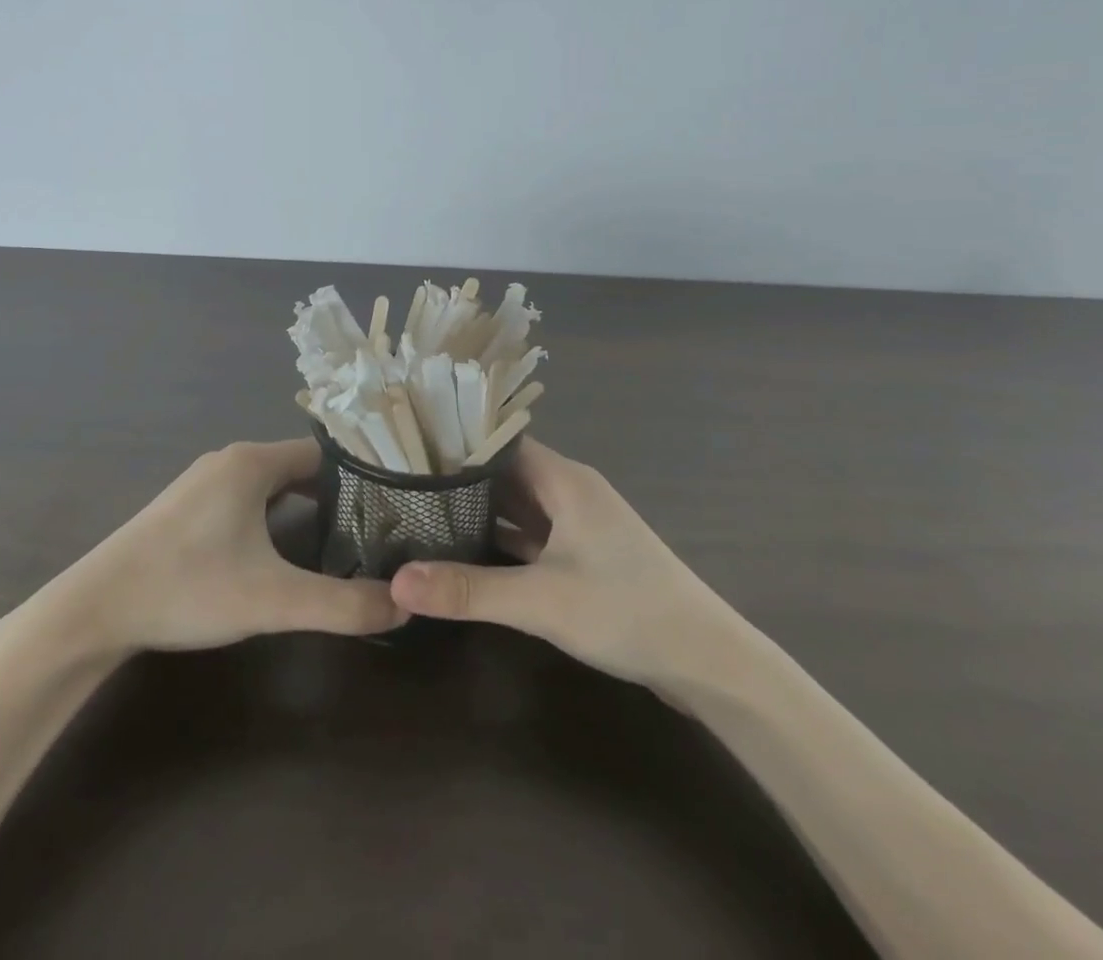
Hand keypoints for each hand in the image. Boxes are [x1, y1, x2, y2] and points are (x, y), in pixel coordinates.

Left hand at [0, 440, 402, 667]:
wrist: (94, 610)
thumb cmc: (187, 588)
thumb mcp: (272, 600)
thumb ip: (341, 605)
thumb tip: (403, 608)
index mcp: (252, 462)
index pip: (324, 454)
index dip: (361, 476)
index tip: (393, 503)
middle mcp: (229, 460)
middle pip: (299, 466)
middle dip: (336, 493)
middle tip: (376, 526)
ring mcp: (204, 482)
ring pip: (271, 482)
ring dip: (304, 503)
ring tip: (341, 538)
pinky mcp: (187, 506)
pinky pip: (246, 496)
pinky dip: (274, 512)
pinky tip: (283, 548)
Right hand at [389, 438, 743, 685]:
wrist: (706, 660)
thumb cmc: (626, 610)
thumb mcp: (541, 602)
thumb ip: (468, 590)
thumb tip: (396, 582)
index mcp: (564, 479)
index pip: (499, 442)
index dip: (456, 444)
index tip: (406, 451)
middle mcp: (570, 491)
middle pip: (505, 473)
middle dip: (459, 480)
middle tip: (401, 485)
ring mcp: (579, 525)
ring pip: (518, 506)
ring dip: (479, 512)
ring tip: (421, 514)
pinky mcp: (584, 556)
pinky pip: (532, 536)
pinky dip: (501, 540)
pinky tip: (465, 552)